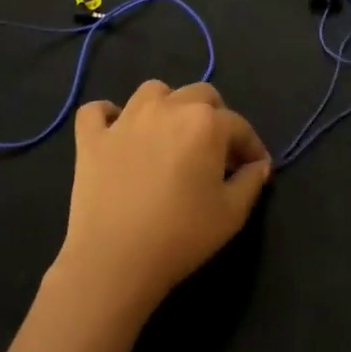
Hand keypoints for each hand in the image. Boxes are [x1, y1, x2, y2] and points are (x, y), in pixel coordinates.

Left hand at [53, 80, 271, 318]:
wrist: (115, 259)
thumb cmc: (181, 235)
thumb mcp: (231, 214)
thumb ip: (251, 182)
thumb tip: (258, 165)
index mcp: (205, 123)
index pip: (238, 125)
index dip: (251, 146)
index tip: (255, 168)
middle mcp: (167, 108)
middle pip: (200, 94)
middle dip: (215, 117)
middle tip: (216, 151)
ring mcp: (125, 119)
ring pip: (153, 91)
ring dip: (168, 106)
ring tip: (170, 135)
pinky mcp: (92, 137)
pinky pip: (96, 111)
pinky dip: (108, 115)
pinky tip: (116, 131)